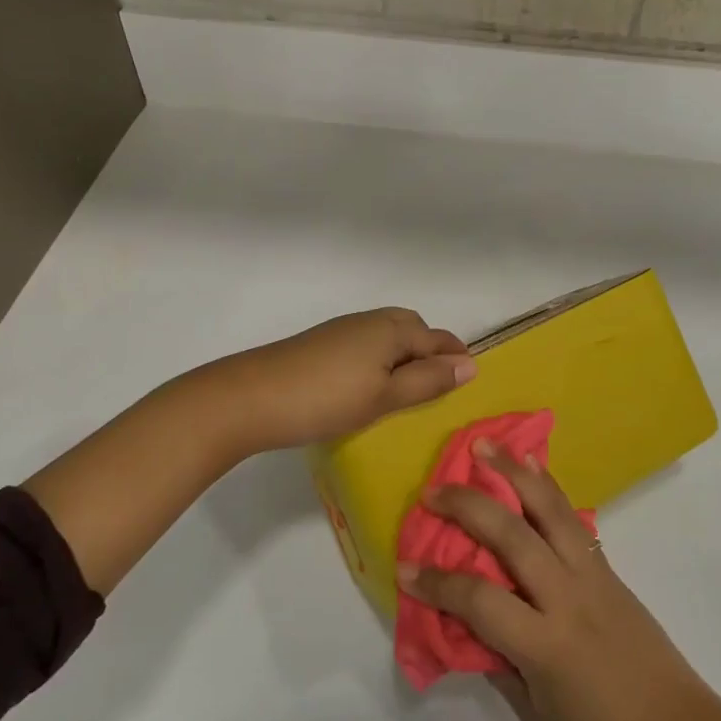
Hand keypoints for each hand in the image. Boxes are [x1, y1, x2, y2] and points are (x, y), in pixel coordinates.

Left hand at [175, 308, 474, 461]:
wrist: (250, 397)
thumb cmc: (326, 399)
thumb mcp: (384, 396)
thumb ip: (427, 381)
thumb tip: (469, 366)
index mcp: (390, 329)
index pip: (436, 338)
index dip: (455, 356)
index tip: (470, 378)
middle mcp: (369, 321)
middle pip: (412, 327)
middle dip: (430, 348)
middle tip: (440, 381)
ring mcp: (342, 330)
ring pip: (387, 334)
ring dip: (404, 353)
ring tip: (408, 386)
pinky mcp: (321, 344)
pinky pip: (366, 343)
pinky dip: (381, 358)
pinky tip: (370, 384)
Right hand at [399, 443, 720, 720]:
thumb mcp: (537, 718)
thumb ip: (498, 664)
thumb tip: (465, 623)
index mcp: (546, 644)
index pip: (479, 600)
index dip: (437, 584)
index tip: (404, 570)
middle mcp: (568, 596)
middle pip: (511, 535)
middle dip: (467, 507)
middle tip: (432, 491)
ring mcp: (592, 573)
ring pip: (548, 509)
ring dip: (513, 472)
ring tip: (484, 445)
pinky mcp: (608, 566)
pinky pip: (572, 517)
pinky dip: (548, 487)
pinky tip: (532, 465)